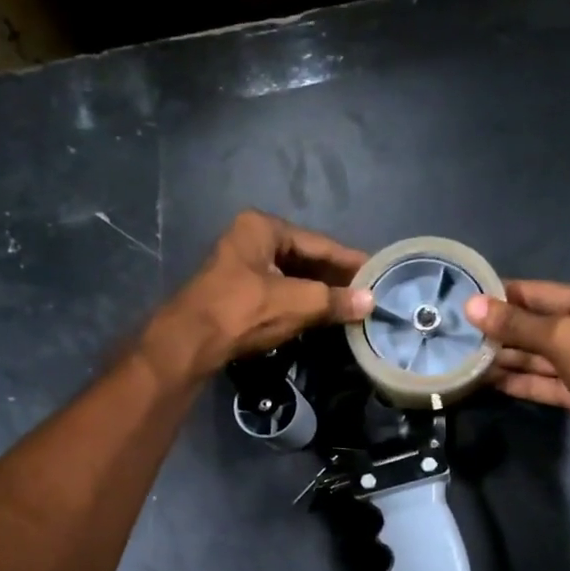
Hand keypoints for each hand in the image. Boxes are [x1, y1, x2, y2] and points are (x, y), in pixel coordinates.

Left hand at [149, 211, 371, 378]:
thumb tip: (371, 301)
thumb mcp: (297, 303)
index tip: (378, 272)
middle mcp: (251, 239)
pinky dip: (301, 302)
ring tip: (351, 305)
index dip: (350, 260)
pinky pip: (279, 292)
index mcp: (263, 227)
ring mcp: (241, 266)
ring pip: (292, 276)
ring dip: (319, 292)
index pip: (318, 243)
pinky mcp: (237, 292)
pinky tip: (321, 315)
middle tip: (368, 292)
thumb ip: (335, 300)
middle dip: (335, 277)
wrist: (191, 342)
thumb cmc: (244, 312)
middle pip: (304, 258)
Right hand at [464, 280, 569, 474]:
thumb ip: (520, 325)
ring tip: (463, 358)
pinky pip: (543, 382)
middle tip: (454, 333)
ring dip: (505, 358)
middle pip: (536, 325)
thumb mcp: (568, 342)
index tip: (462, 298)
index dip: (501, 296)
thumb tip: (473, 306)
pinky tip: (487, 382)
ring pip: (537, 356)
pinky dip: (518, 382)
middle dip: (499, 330)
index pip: (539, 293)